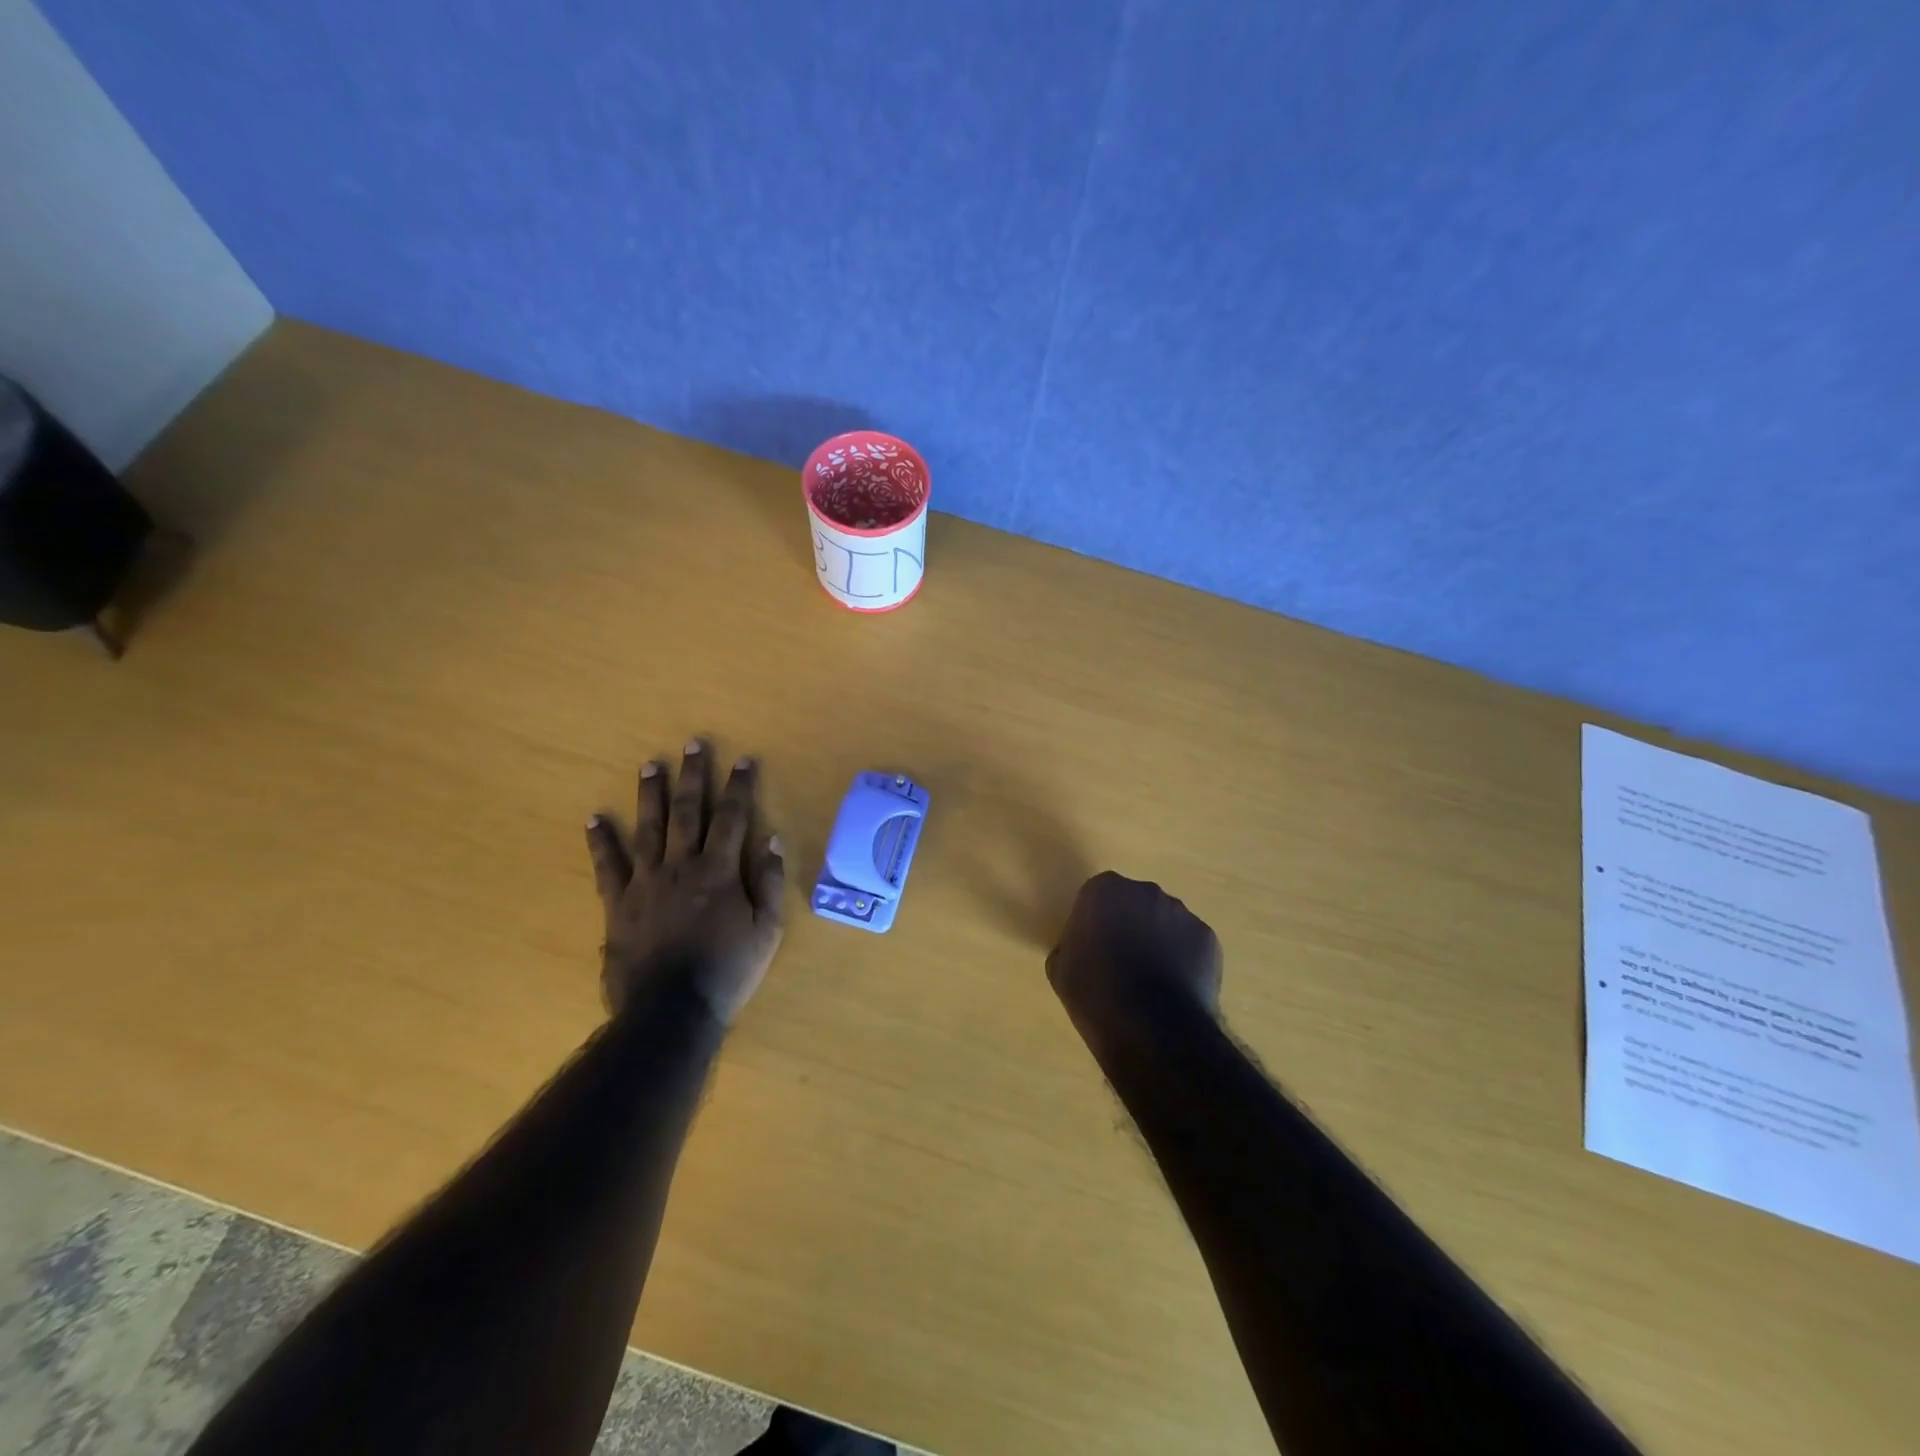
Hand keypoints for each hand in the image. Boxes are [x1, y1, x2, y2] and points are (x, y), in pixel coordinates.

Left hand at [585, 741, 785, 1024]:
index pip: (732, 818)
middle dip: (693, 775)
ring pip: (648, 828)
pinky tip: (594, 818)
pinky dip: (601, 841)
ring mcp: (646, 882)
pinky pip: (607, 866)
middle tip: (692, 744)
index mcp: (719, 872)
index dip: (739, 787)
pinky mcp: (618, 904)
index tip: (743, 759)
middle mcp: (681, 866)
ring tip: (650, 764)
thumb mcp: (766, 931)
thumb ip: (770, 883)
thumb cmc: (727, 971)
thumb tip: (772, 840)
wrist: (671, 1011)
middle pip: (687, 812)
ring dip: (650, 794)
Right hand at [1047, 871, 1222, 1025]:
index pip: (1096, 896)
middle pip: (1134, 902)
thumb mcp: (1060, 969)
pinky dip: (1184, 960)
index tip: (1091, 947)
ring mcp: (1182, 913)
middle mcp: (1146, 891)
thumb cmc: (1095, 993)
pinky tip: (1174, 990)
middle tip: (1120, 962)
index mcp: (1104, 890)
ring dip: (1158, 941)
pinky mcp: (1208, 939)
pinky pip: (1190, 944)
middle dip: (1129, 924)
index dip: (1094, 921)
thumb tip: (1082, 949)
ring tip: (1151, 981)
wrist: (1152, 1028)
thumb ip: (1071, 945)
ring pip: (1165, 922)